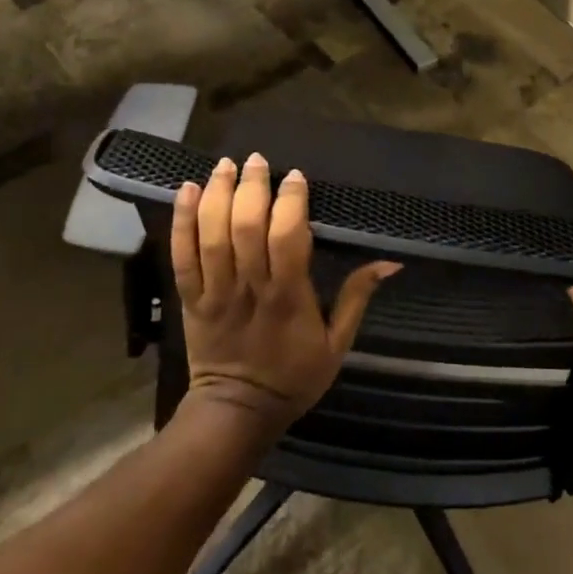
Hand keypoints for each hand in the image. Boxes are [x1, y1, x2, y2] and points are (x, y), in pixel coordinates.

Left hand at [171, 153, 399, 440]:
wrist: (237, 413)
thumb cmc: (294, 377)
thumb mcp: (338, 344)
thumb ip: (358, 297)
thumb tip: (391, 261)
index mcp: (288, 297)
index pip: (286, 237)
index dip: (290, 202)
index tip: (296, 177)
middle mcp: (249, 288)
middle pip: (245, 227)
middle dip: (251, 187)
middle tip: (258, 160)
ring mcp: (215, 292)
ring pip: (211, 235)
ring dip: (217, 194)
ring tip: (226, 164)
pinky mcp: (190, 299)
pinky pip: (181, 255)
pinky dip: (181, 221)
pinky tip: (186, 189)